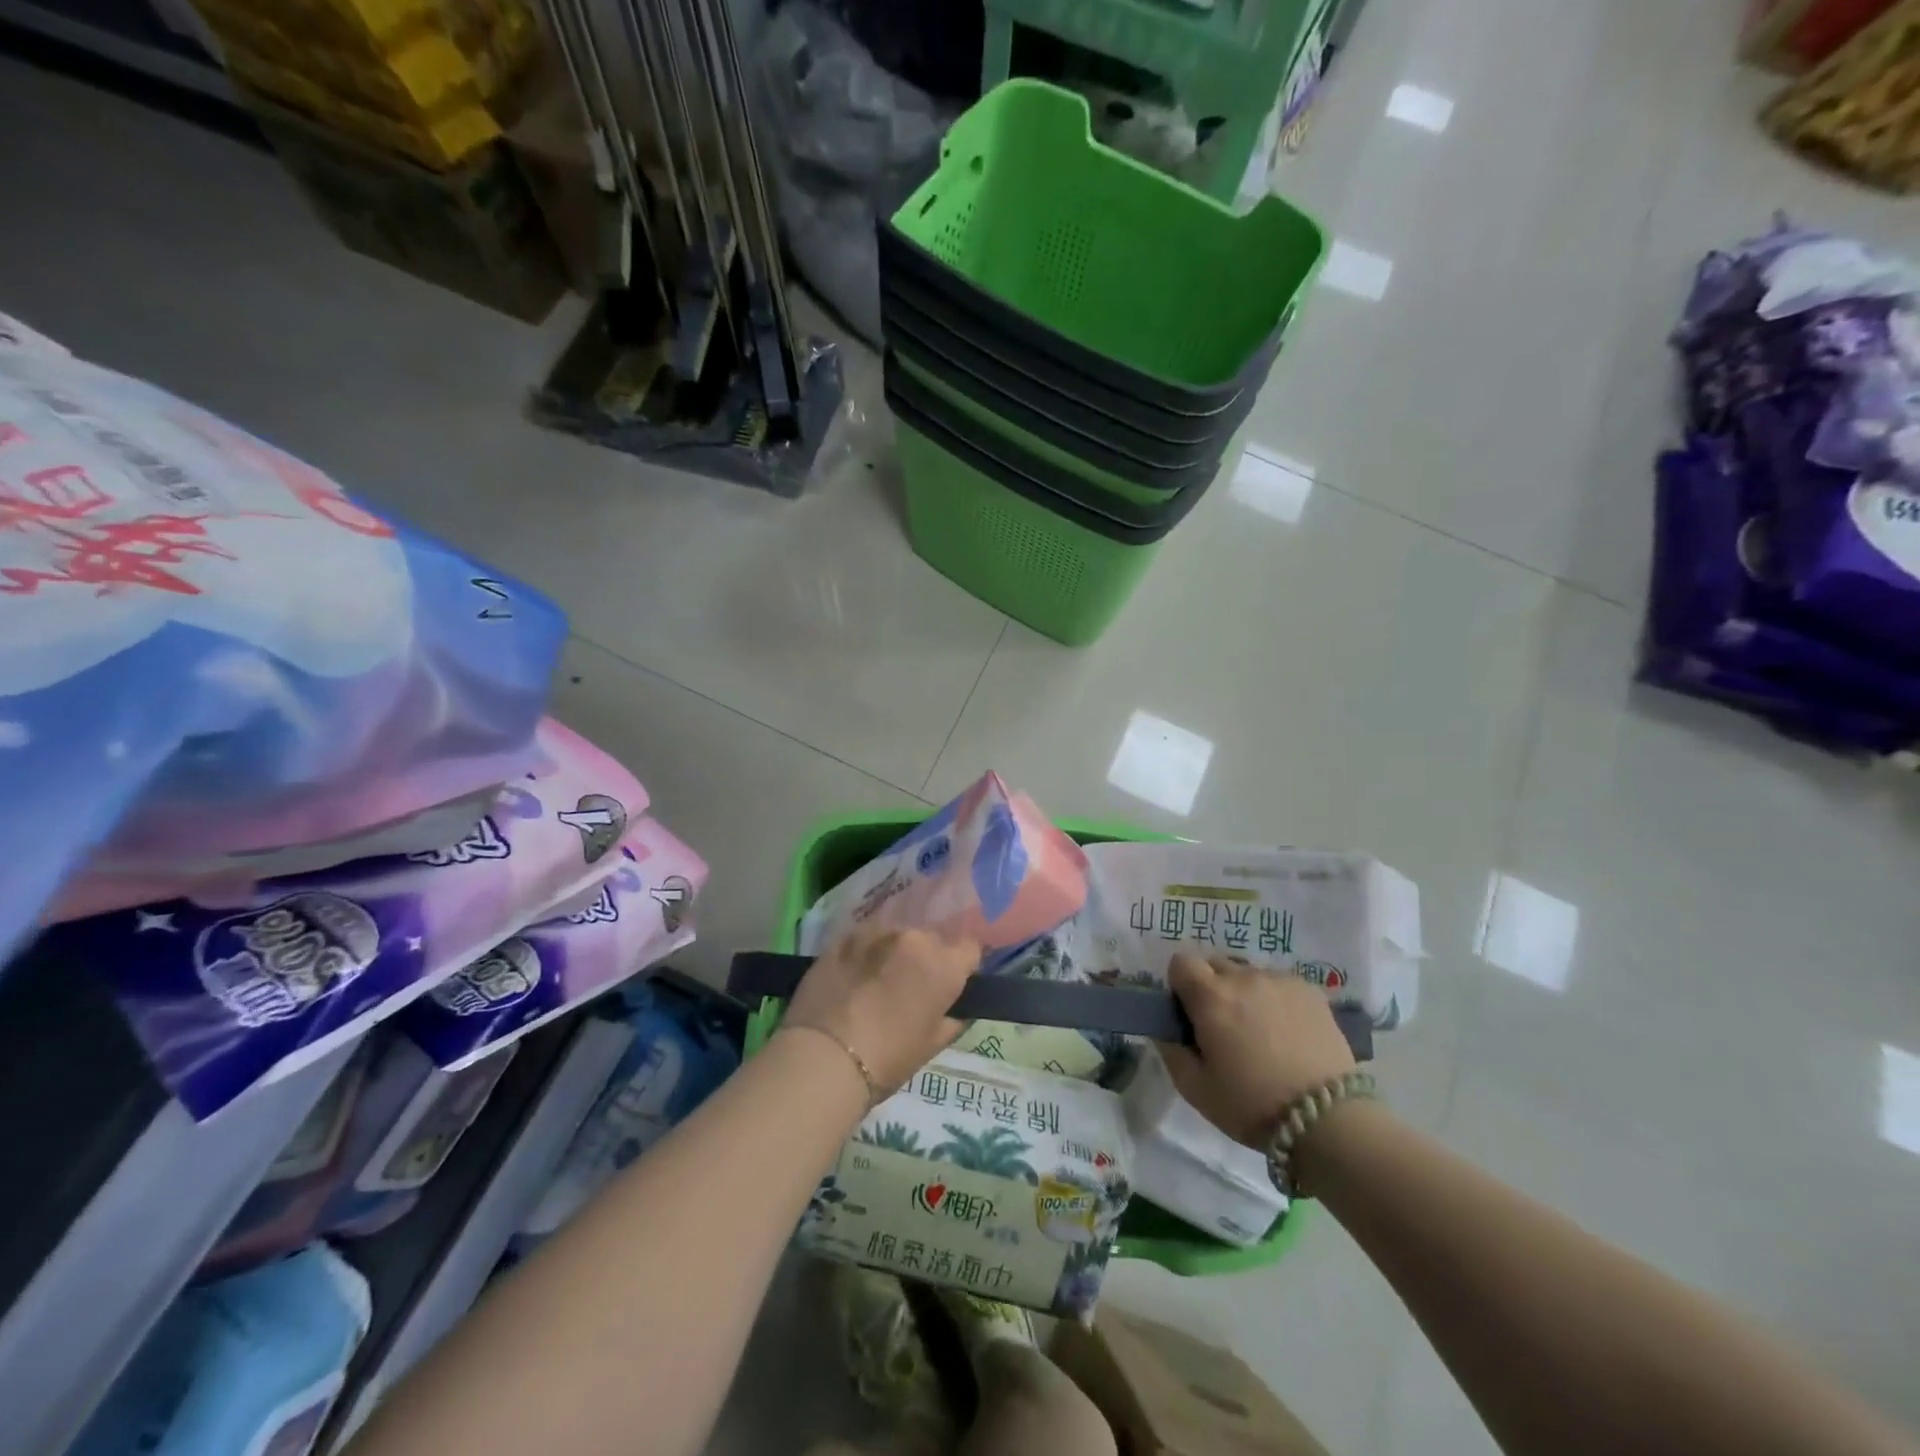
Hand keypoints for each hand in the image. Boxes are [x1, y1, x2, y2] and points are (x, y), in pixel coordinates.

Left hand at [783, 927, 977, 1095]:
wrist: (823, 1057)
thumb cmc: (887, 1059)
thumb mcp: (932, 1045)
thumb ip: (953, 1018)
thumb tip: (957, 1009)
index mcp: (943, 964)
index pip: (969, 949)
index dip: (962, 967)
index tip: (950, 986)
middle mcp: (913, 938)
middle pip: (931, 940)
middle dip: (925, 960)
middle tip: (910, 989)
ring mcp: (875, 933)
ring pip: (896, 937)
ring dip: (893, 954)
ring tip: (876, 983)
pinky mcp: (843, 937)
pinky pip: (865, 940)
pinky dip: (864, 954)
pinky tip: (852, 979)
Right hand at [1159, 953, 1356, 1147]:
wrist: (1328, 1119)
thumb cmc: (1252, 1105)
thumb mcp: (1195, 1088)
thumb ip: (1171, 1051)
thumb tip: (1165, 1029)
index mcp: (1210, 997)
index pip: (1181, 961)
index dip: (1180, 984)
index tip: (1188, 1012)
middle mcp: (1243, 977)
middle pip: (1215, 964)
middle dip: (1211, 987)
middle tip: (1222, 1025)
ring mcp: (1280, 981)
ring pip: (1249, 974)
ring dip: (1245, 993)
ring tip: (1260, 1031)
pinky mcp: (1311, 991)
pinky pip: (1279, 984)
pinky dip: (1275, 999)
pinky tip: (1287, 1032)